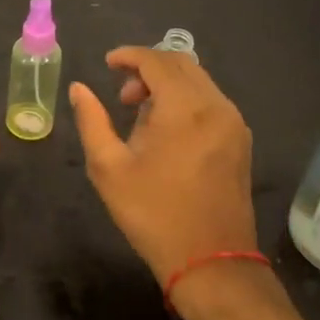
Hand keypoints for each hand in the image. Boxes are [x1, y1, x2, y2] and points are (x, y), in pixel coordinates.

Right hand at [69, 48, 260, 289]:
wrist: (212, 263)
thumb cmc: (154, 214)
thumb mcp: (109, 167)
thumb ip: (91, 120)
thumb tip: (79, 88)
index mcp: (184, 108)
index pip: (156, 60)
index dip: (129, 55)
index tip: (107, 64)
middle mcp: (215, 106)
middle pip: (181, 63)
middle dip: (148, 68)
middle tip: (122, 96)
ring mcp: (233, 123)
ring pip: (198, 81)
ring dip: (167, 84)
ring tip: (140, 115)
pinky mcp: (240, 141)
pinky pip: (210, 101)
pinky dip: (186, 99)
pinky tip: (166, 130)